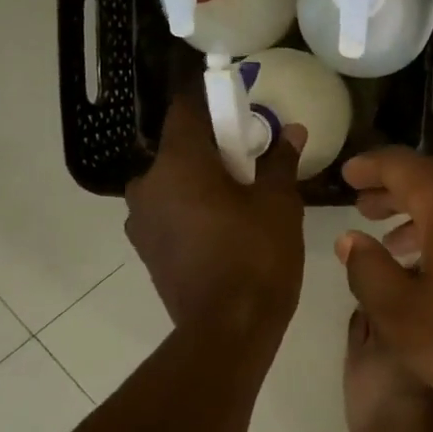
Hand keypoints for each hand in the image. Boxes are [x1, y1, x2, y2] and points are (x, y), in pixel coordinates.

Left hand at [125, 91, 305, 336]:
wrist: (228, 330)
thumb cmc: (256, 255)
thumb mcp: (279, 203)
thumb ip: (280, 161)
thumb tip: (291, 131)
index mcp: (178, 162)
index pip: (185, 109)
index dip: (211, 101)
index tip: (238, 105)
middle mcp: (147, 184)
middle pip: (180, 149)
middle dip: (213, 149)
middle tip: (251, 161)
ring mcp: (141, 221)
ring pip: (173, 183)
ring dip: (201, 182)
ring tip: (240, 200)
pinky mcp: (146, 251)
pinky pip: (170, 213)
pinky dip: (192, 210)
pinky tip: (223, 229)